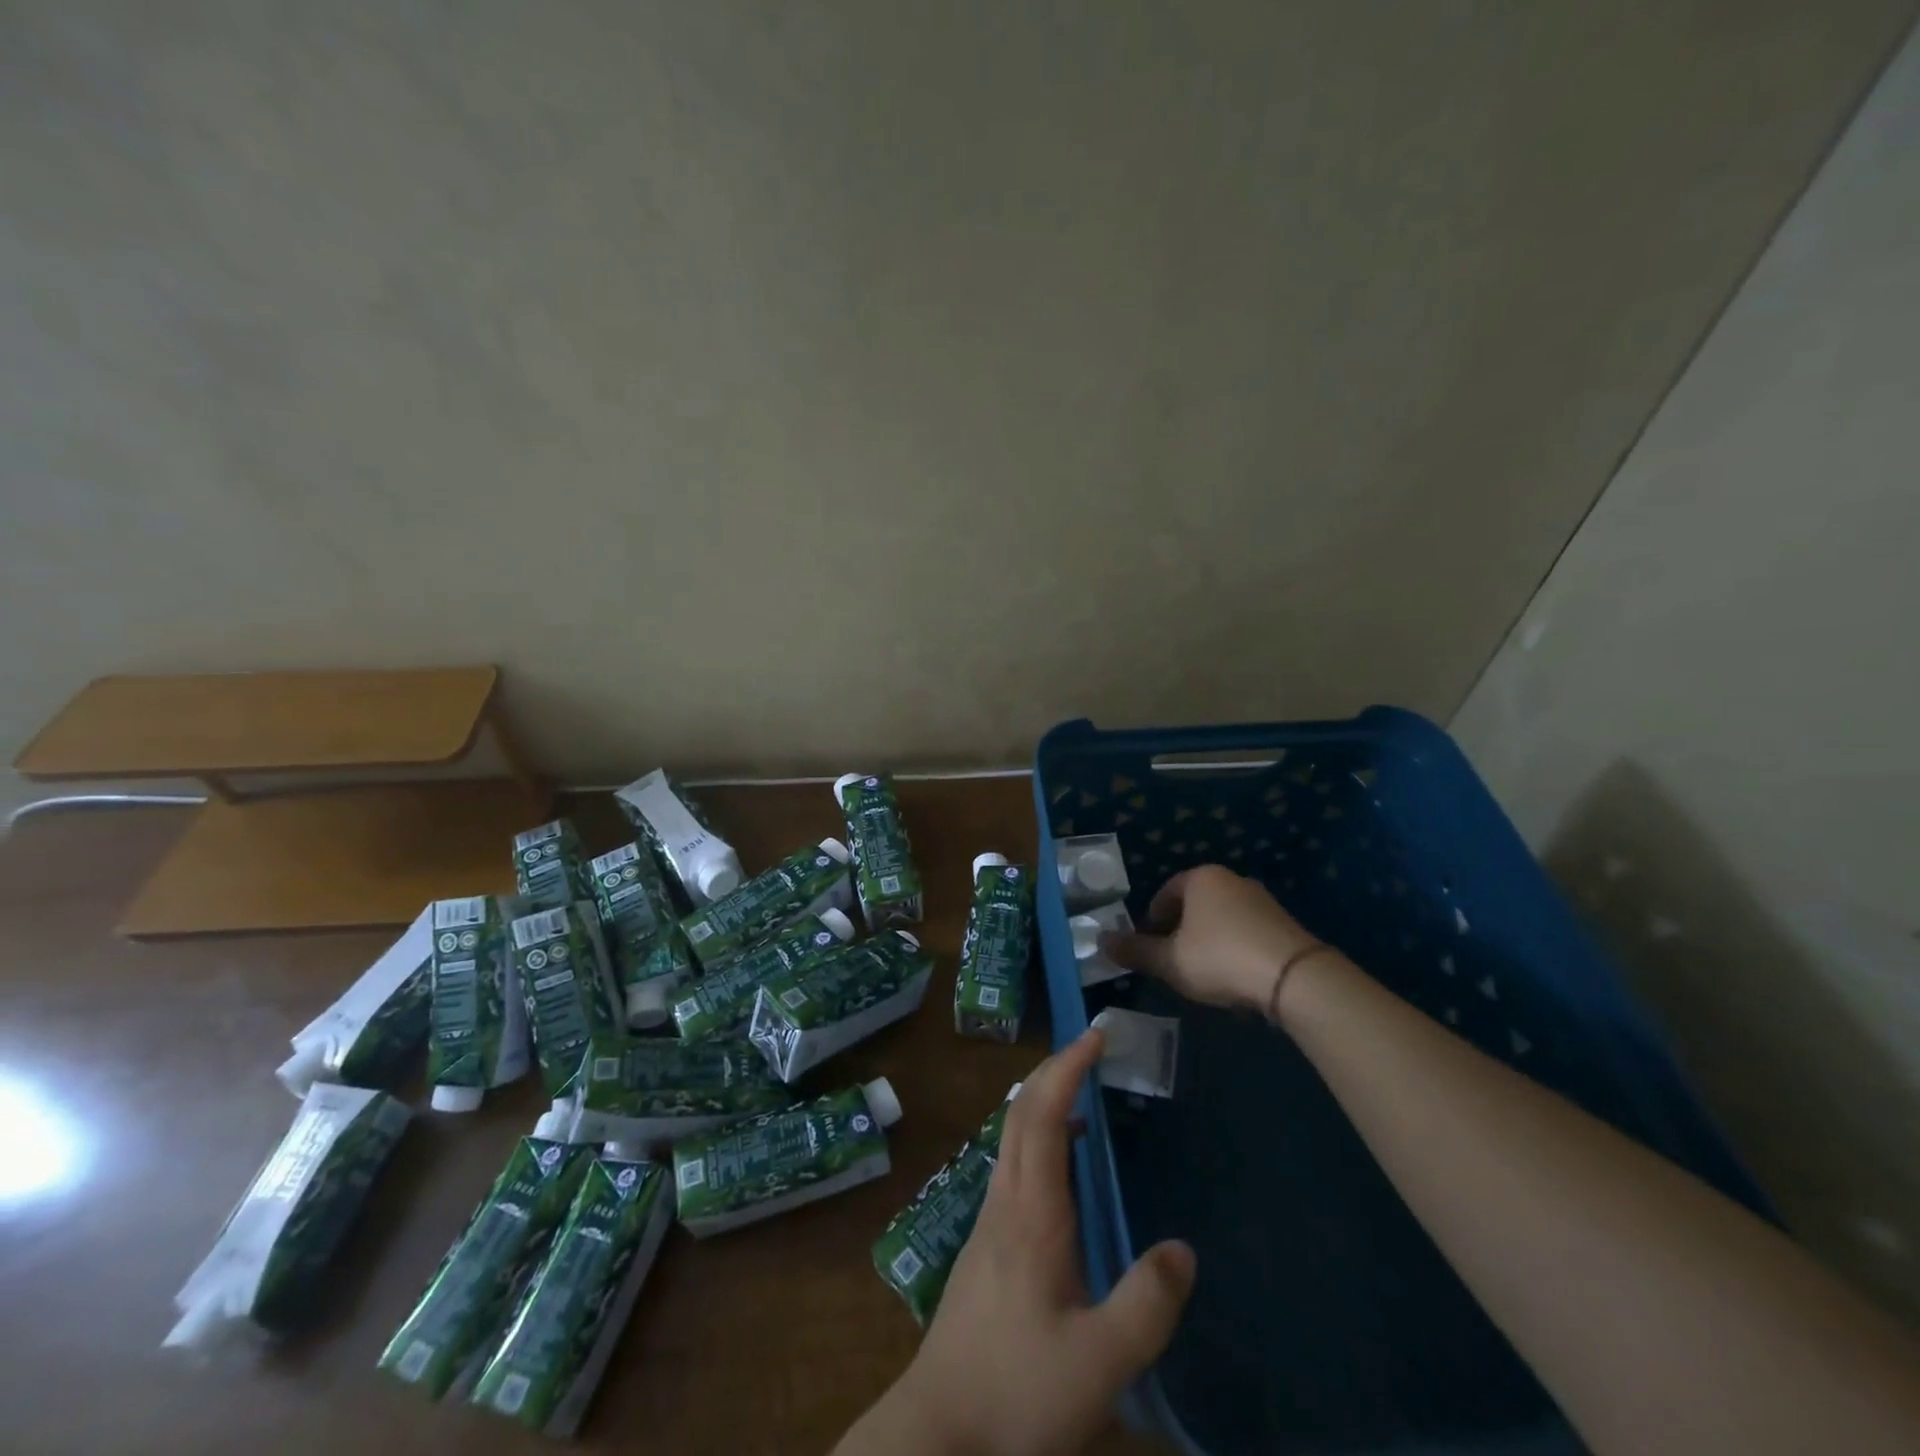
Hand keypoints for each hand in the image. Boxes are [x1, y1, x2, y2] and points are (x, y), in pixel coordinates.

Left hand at [839, 1030, 1195, 1455]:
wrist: (939, 1431)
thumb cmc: (1017, 1391)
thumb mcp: (1099, 1363)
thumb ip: (1146, 1305)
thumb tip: (1183, 1247)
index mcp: (1030, 1213)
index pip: (1041, 1113)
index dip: (1066, 1068)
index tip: (1094, 1036)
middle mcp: (1005, 1201)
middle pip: (1020, 1112)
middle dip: (1053, 1070)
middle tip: (1091, 1049)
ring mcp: (989, 1221)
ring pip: (1012, 1137)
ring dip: (1043, 1102)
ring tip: (1083, 1096)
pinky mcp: (986, 1245)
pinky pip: (1013, 1166)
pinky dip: (1039, 1139)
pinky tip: (1064, 1171)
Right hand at [1102, 864, 1316, 1012]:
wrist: (1295, 977)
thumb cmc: (1220, 958)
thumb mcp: (1170, 960)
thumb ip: (1135, 951)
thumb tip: (1101, 940)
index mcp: (1200, 878)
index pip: (1165, 892)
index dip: (1152, 920)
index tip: (1149, 946)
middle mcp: (1231, 880)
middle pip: (1195, 904)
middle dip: (1180, 930)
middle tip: (1172, 960)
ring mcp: (1262, 900)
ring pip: (1222, 918)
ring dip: (1208, 941)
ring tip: (1203, 973)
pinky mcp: (1284, 923)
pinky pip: (1247, 932)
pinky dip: (1235, 949)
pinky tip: (1235, 978)